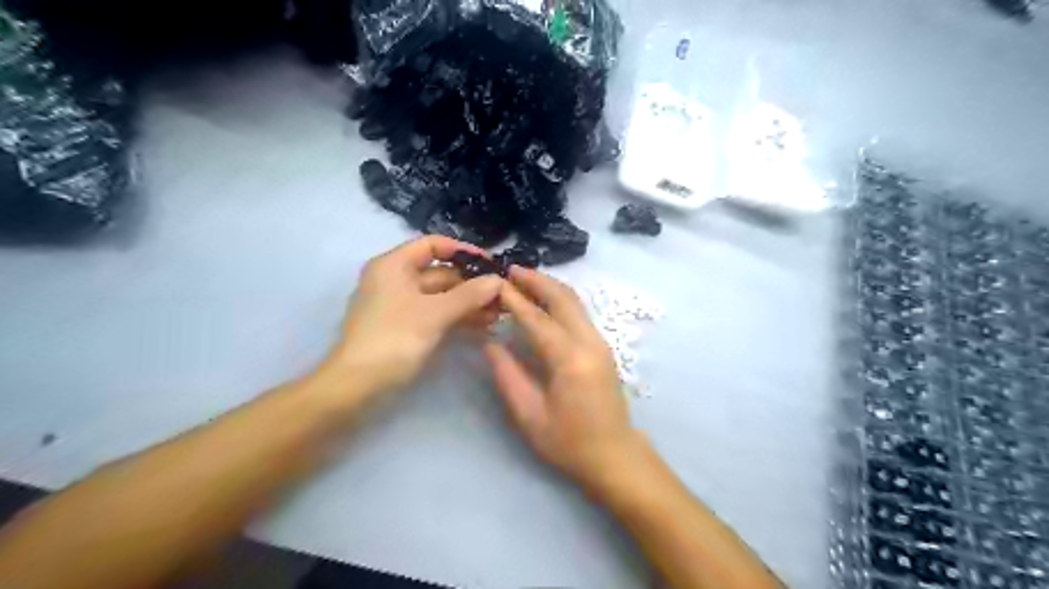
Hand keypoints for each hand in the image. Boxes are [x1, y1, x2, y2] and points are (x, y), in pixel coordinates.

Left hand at [328, 235, 506, 399]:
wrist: (357, 385)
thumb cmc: (393, 338)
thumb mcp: (435, 313)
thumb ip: (469, 295)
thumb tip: (498, 281)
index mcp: (394, 265)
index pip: (432, 244)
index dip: (462, 250)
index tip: (490, 263)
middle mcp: (396, 280)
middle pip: (440, 272)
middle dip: (471, 283)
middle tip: (502, 294)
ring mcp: (400, 305)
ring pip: (441, 296)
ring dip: (468, 302)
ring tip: (498, 312)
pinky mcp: (405, 328)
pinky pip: (436, 314)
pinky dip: (457, 317)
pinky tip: (482, 325)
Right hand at [486, 268, 649, 492]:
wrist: (614, 455)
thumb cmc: (569, 442)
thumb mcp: (529, 415)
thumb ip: (508, 375)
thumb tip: (490, 342)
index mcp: (569, 359)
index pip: (536, 319)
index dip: (514, 299)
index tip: (494, 282)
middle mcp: (589, 342)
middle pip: (562, 298)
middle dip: (536, 280)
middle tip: (510, 269)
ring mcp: (600, 342)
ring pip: (575, 301)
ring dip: (549, 286)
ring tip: (523, 278)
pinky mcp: (602, 347)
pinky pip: (580, 312)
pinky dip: (560, 299)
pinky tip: (544, 300)